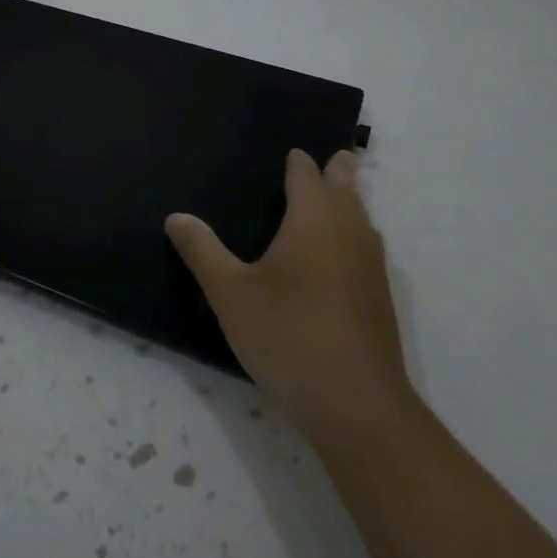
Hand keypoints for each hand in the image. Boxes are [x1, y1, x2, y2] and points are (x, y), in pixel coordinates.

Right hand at [167, 148, 409, 443]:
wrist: (356, 404)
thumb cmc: (287, 334)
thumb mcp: (230, 293)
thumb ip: (201, 250)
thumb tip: (176, 216)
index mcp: (313, 217)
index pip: (307, 173)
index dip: (297, 161)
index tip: (291, 154)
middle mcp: (349, 230)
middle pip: (347, 186)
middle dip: (338, 169)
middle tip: (331, 157)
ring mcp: (371, 264)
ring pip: (362, 216)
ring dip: (349, 202)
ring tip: (333, 199)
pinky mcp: (380, 296)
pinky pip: (366, 246)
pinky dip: (353, 234)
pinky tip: (338, 257)